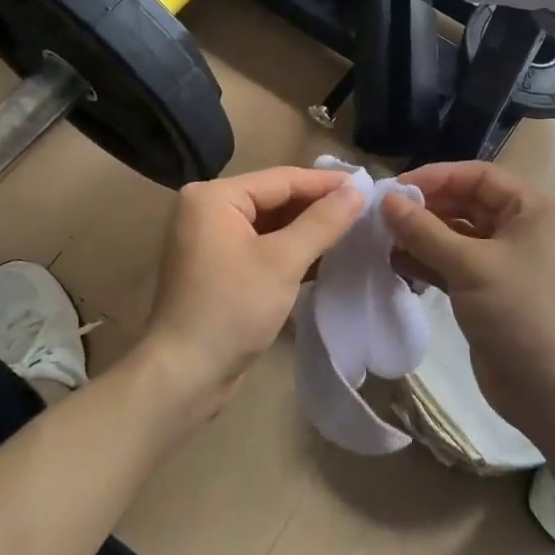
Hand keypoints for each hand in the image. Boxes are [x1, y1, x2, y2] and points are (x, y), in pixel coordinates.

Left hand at [138, 165, 364, 421]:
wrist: (185, 375)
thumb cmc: (232, 309)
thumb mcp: (283, 261)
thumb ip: (322, 222)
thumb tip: (359, 190)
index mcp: (213, 197)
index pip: (282, 179)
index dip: (327, 183)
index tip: (369, 186)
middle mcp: (207, 210)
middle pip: (275, 198)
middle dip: (319, 207)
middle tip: (366, 210)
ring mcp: (210, 240)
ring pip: (271, 224)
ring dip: (308, 230)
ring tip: (354, 230)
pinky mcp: (218, 267)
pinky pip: (261, 246)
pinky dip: (291, 251)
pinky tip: (326, 257)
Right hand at [380, 162, 554, 437]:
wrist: (548, 389)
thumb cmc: (517, 313)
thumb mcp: (468, 265)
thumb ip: (424, 230)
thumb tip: (386, 200)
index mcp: (533, 210)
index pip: (479, 176)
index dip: (436, 177)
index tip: (395, 188)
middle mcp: (523, 229)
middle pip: (467, 203)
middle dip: (426, 208)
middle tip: (384, 215)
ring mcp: (507, 261)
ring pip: (458, 235)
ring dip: (423, 236)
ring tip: (384, 239)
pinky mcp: (491, 290)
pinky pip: (456, 263)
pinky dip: (429, 261)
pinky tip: (397, 264)